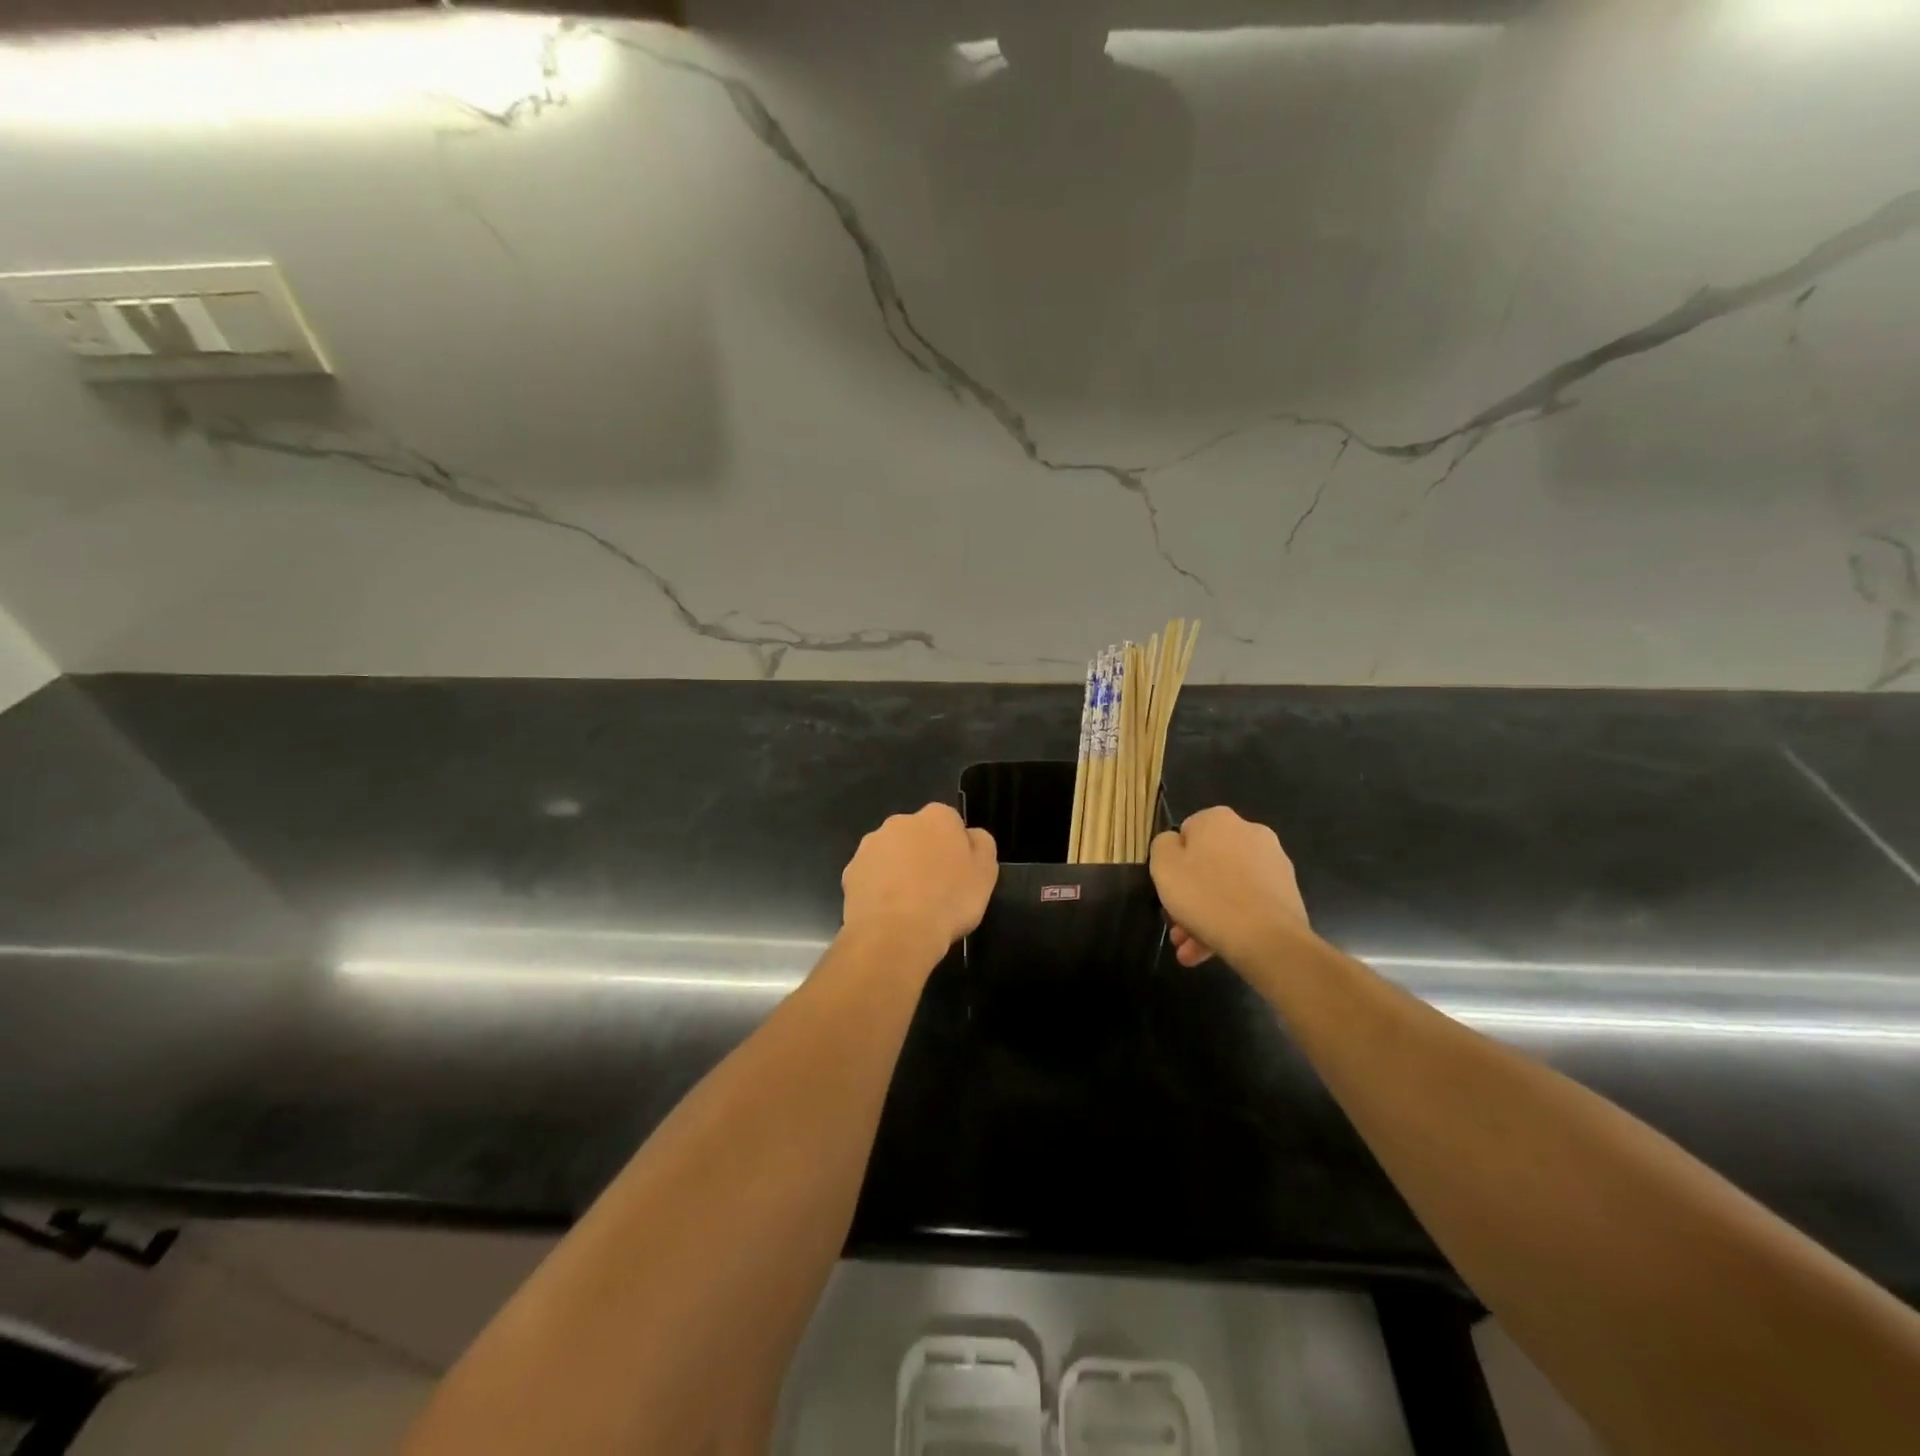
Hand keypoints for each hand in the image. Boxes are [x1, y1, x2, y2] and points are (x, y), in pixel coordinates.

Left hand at [841, 804, 997, 951]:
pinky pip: (870, 877)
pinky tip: (888, 914)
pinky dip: (878, 889)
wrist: (896, 934)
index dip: (955, 848)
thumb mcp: (985, 873)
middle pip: (917, 835)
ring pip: (891, 855)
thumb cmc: (948, 900)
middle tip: (936, 889)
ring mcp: (870, 846)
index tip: (958, 873)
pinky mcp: (850, 872)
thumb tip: (970, 836)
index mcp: (937, 817)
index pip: (950, 822)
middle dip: (923, 854)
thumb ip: (981, 845)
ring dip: (899, 870)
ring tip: (910, 906)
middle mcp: (900, 822)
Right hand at [1149, 807, 1310, 968]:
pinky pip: (1249, 903)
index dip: (1173, 864)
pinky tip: (1215, 949)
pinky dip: (1231, 921)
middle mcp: (1250, 832)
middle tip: (1177, 928)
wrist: (1268, 940)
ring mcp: (1273, 863)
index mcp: (1218, 819)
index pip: (1185, 834)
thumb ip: (1162, 845)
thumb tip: (1175, 844)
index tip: (1168, 891)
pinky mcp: (1287, 892)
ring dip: (1206, 915)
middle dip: (1190, 897)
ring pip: (1228, 887)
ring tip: (1191, 951)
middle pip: (1208, 864)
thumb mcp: (1163, 866)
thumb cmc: (1206, 896)